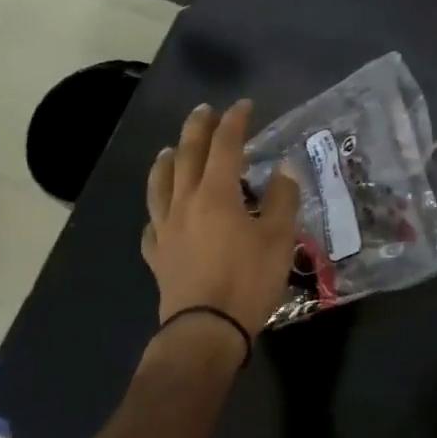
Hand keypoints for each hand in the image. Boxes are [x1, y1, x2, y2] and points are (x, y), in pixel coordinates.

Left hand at [142, 100, 298, 347]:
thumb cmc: (247, 280)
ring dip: (166, 162)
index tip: (244, 106)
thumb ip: (281, 200)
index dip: (235, 122)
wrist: (206, 331)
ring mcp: (166, 229)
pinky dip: (158, 211)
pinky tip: (161, 214)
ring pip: (160, 185)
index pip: (225, 146)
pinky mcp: (157, 256)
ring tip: (170, 150)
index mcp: (216, 194)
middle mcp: (185, 203)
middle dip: (197, 129)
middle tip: (204, 110)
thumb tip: (283, 170)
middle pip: (187, 156)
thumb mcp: (278, 238)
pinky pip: (153, 225)